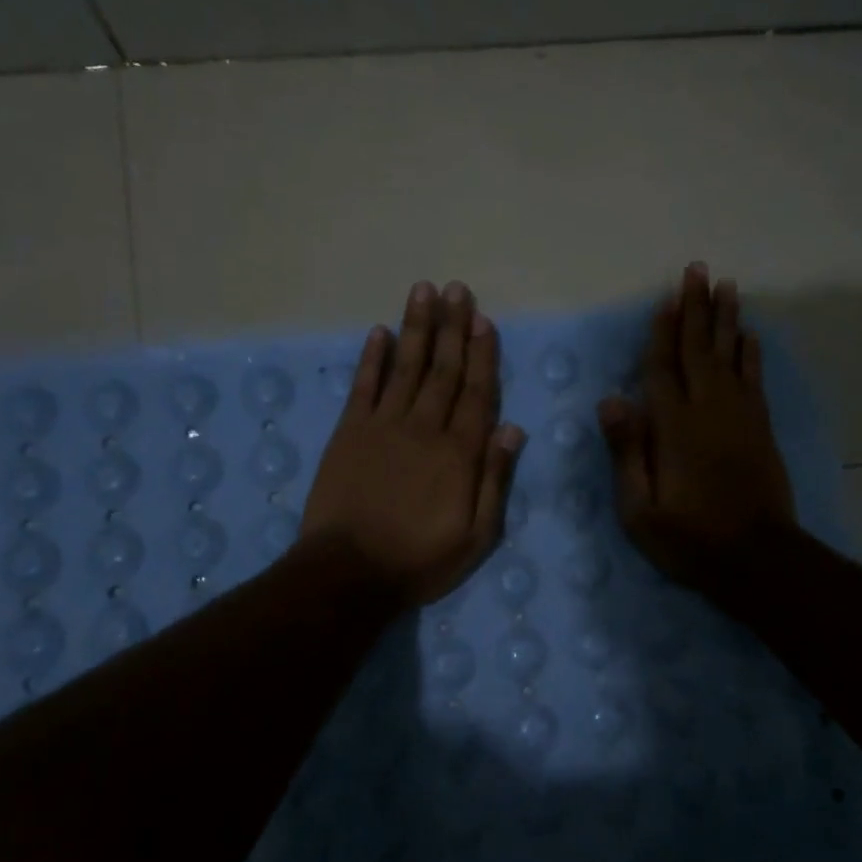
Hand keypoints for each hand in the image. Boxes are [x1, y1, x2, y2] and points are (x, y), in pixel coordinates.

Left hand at [300, 280, 525, 607]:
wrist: (349, 573)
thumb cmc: (420, 559)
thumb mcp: (476, 535)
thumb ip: (494, 480)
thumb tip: (513, 430)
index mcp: (459, 453)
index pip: (476, 392)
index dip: (481, 354)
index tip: (484, 320)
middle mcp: (424, 428)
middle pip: (443, 369)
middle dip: (452, 327)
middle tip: (457, 289)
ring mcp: (383, 426)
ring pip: (405, 367)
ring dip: (416, 327)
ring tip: (424, 291)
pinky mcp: (349, 432)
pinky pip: (363, 387)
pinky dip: (372, 358)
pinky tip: (379, 332)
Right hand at [598, 262, 796, 597]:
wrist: (758, 559)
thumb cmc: (689, 539)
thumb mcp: (640, 509)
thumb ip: (627, 452)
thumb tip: (611, 399)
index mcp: (673, 428)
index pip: (662, 368)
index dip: (662, 331)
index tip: (666, 297)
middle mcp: (708, 410)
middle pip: (699, 349)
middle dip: (696, 308)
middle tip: (697, 270)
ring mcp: (740, 416)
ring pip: (730, 355)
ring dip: (726, 319)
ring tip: (726, 285)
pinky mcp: (760, 428)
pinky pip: (754, 378)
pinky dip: (750, 353)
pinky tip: (749, 335)